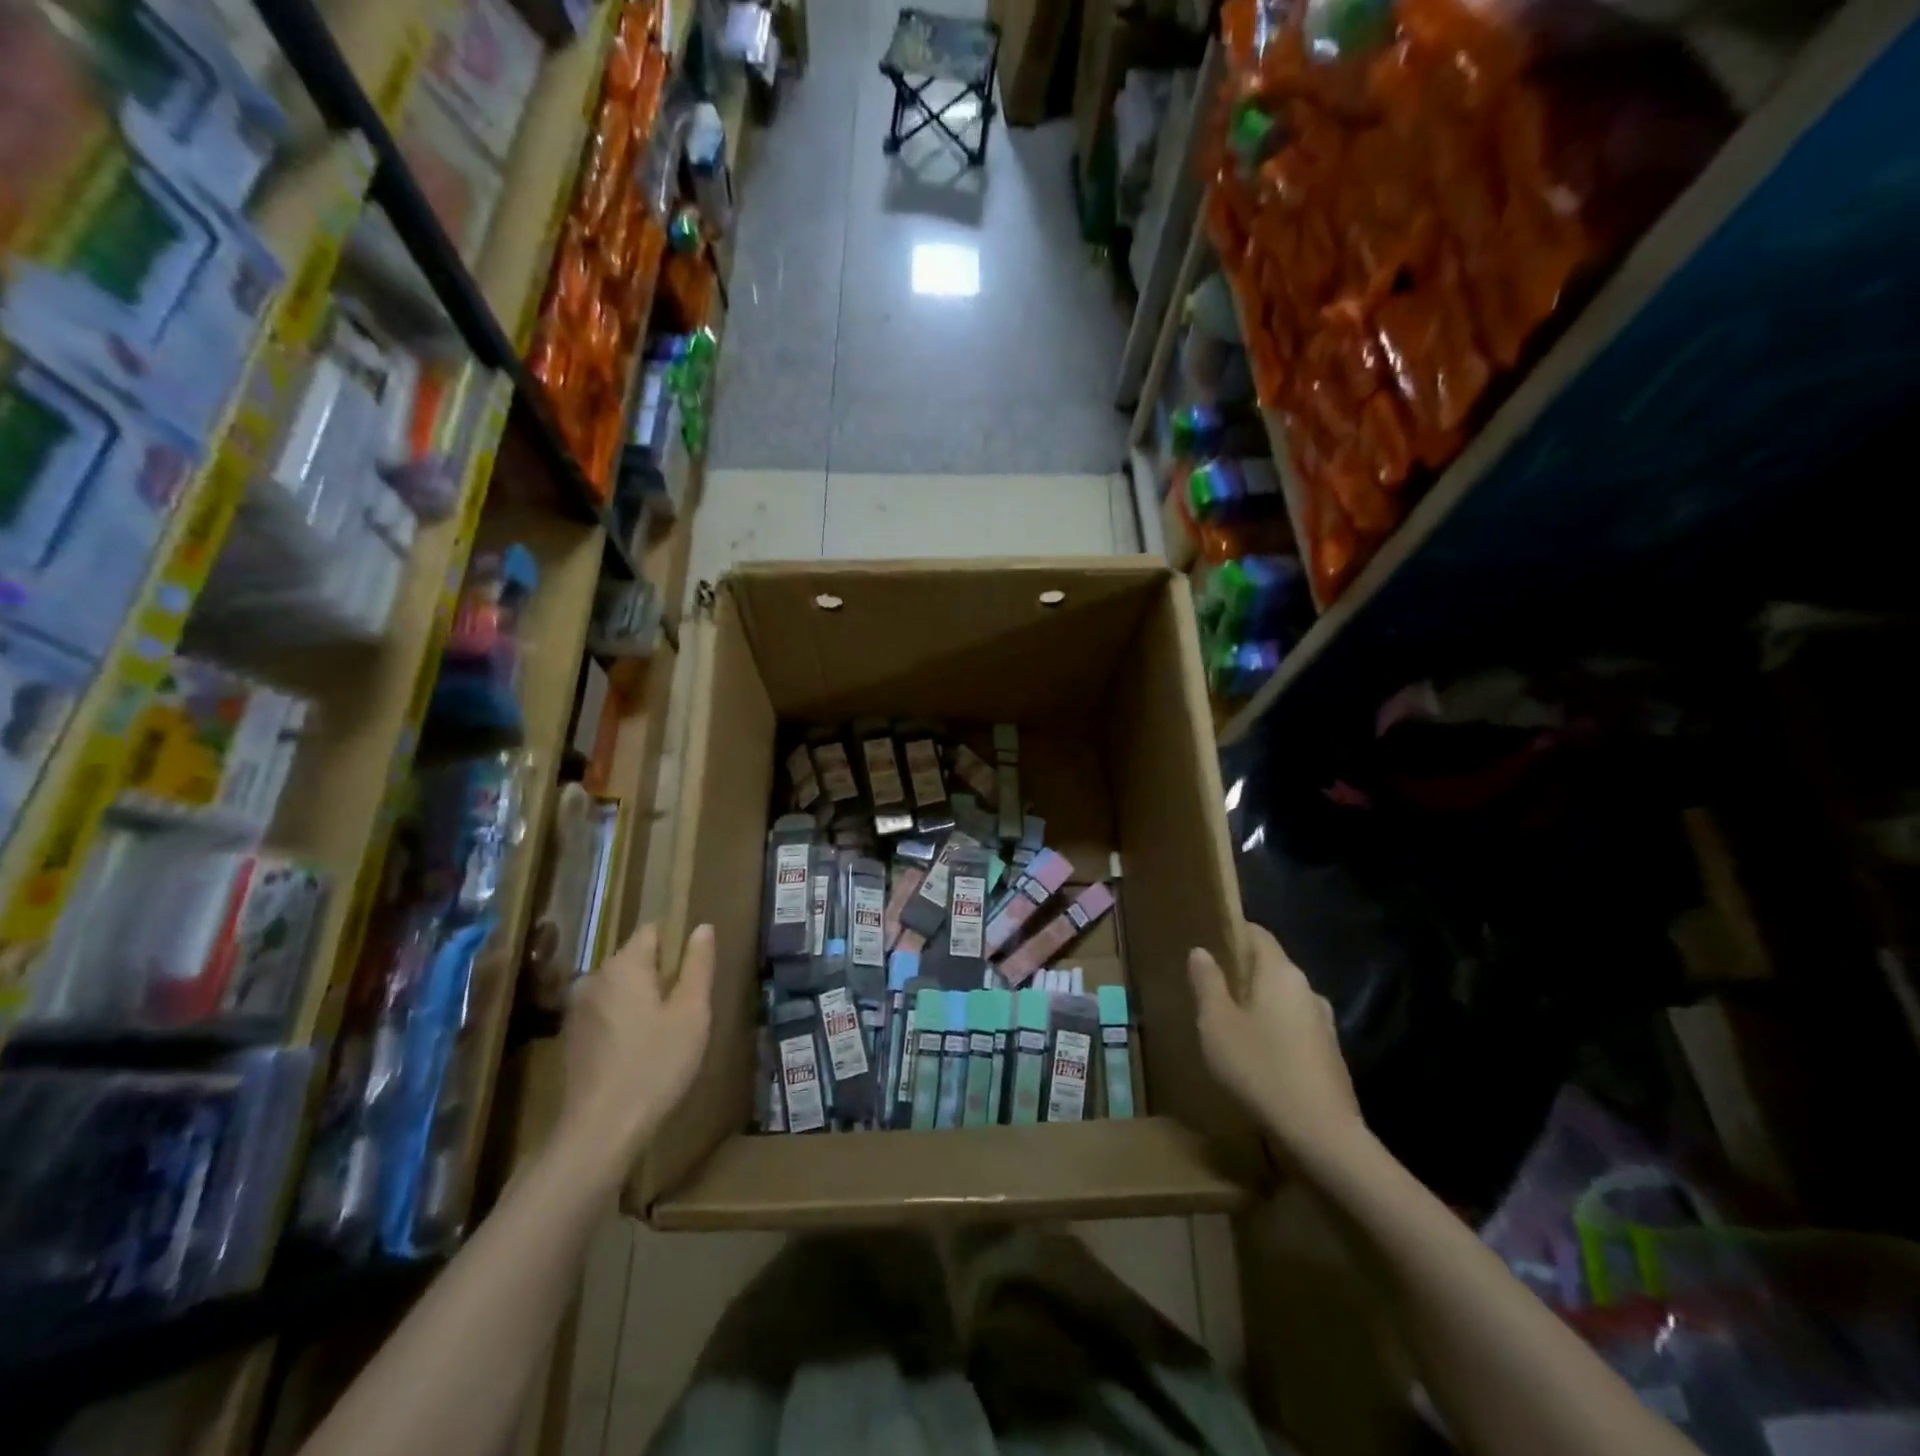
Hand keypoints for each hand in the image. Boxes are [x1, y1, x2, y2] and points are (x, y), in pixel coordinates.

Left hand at [561, 923, 714, 1164]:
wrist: (600, 1130)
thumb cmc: (655, 1064)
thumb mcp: (692, 1012)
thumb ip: (698, 965)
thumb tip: (702, 928)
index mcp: (624, 965)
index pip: (652, 930)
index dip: (676, 945)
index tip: (693, 975)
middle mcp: (594, 977)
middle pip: (635, 959)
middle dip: (660, 975)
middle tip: (685, 1010)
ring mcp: (577, 1009)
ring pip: (620, 988)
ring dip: (641, 999)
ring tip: (664, 1033)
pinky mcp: (571, 1037)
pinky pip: (606, 1012)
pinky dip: (623, 1021)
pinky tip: (639, 1052)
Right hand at [1189, 922, 1366, 1167]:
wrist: (1322, 1136)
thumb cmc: (1260, 1068)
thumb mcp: (1216, 1024)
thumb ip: (1207, 983)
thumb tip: (1201, 951)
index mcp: (1280, 973)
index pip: (1258, 934)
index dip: (1233, 932)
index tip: (1208, 941)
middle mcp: (1307, 989)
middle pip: (1271, 967)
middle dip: (1242, 972)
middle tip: (1209, 987)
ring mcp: (1324, 1023)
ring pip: (1283, 1000)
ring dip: (1258, 1005)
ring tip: (1229, 1023)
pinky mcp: (1330, 1055)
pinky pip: (1294, 1028)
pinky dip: (1274, 1031)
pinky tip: (1256, 1055)